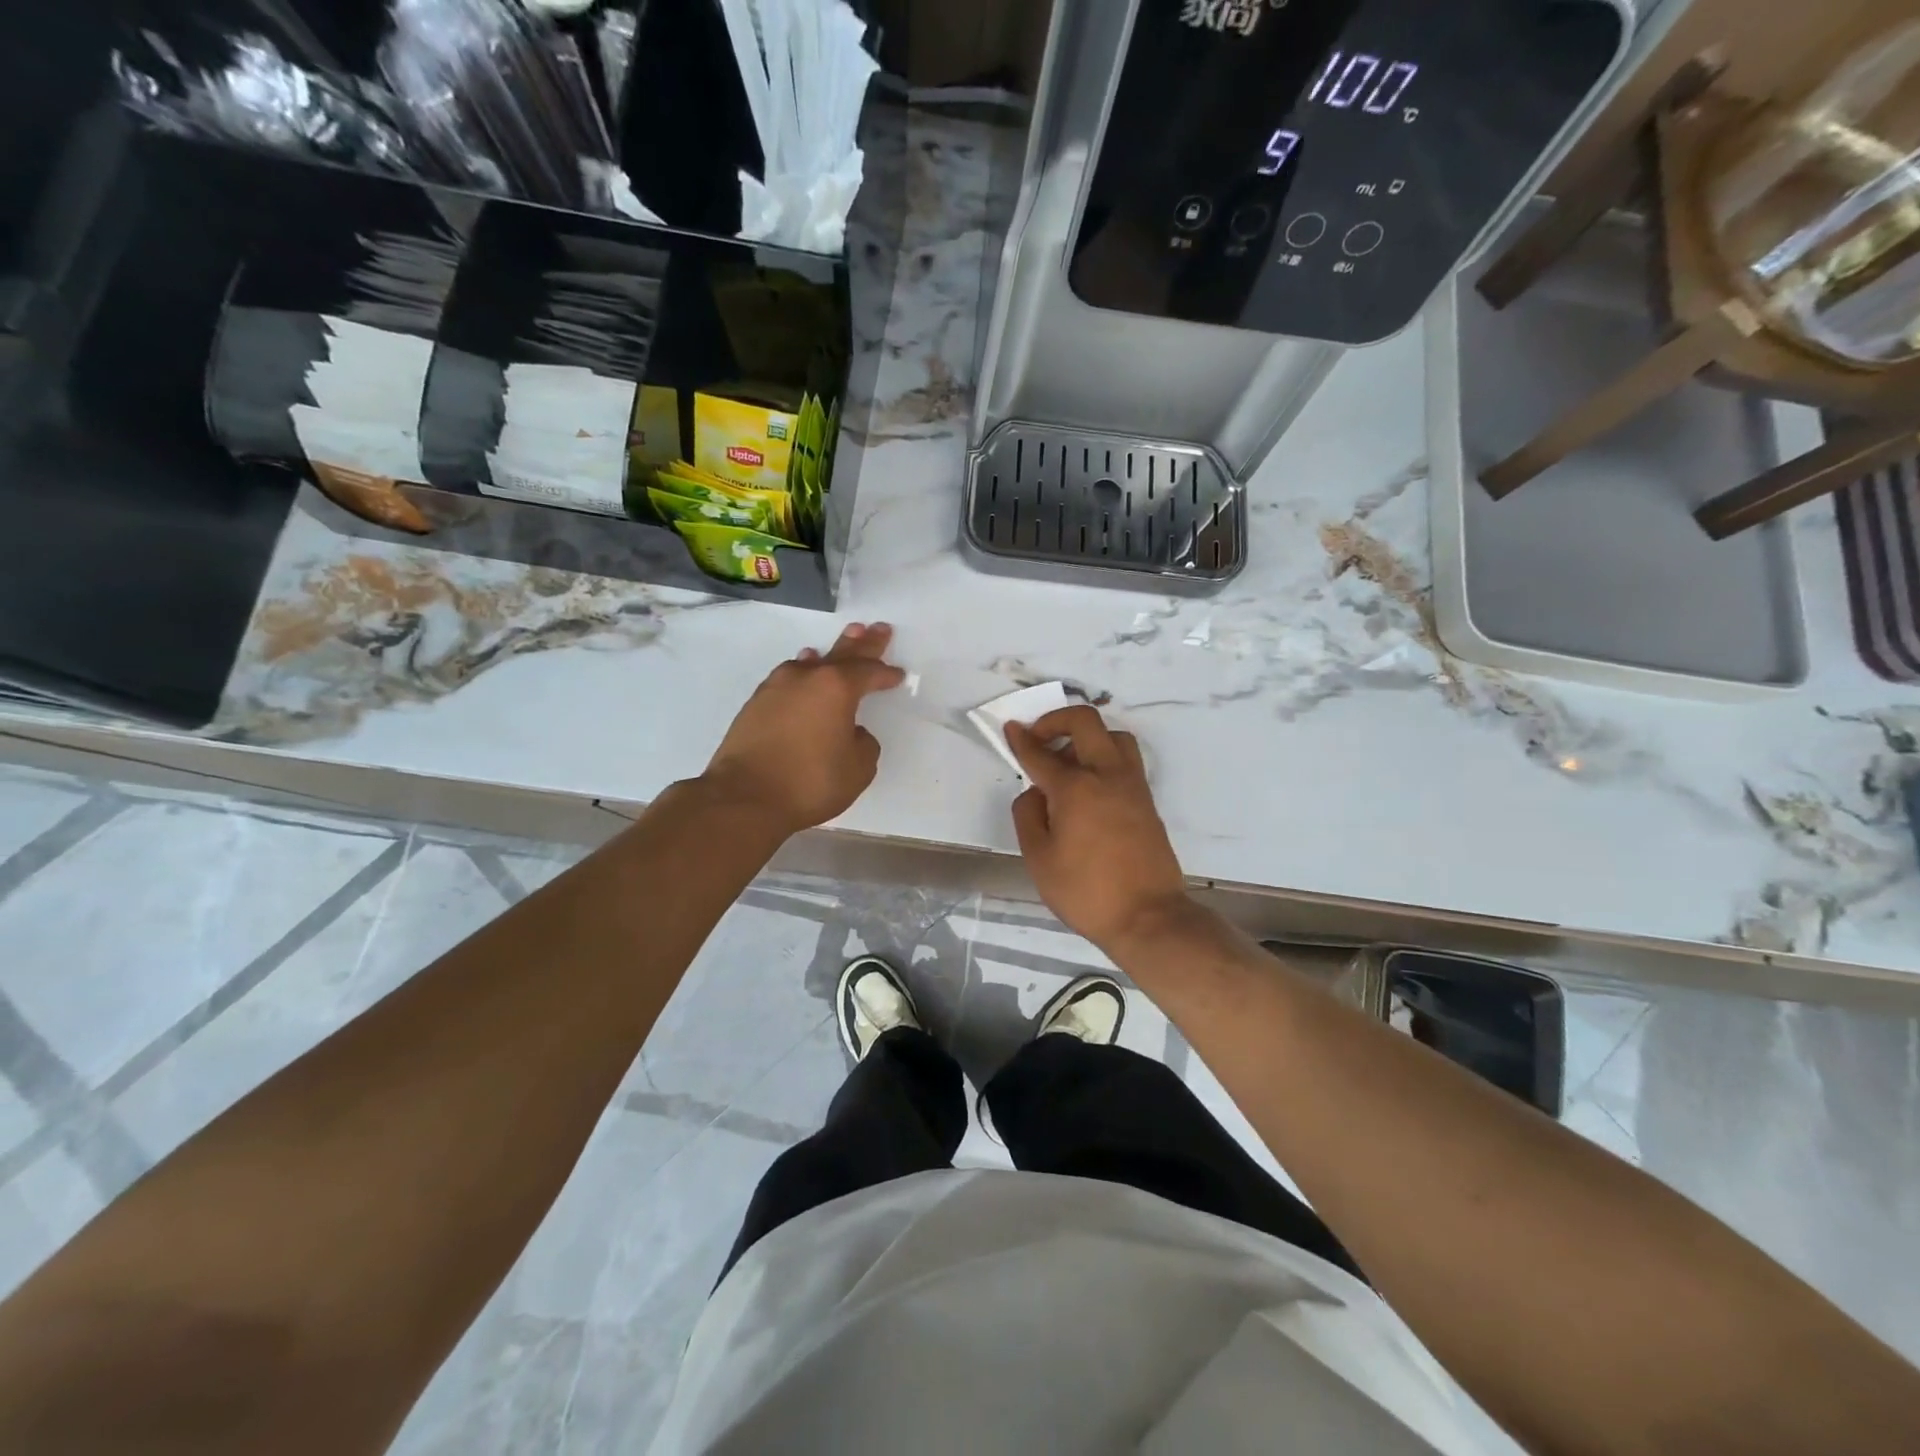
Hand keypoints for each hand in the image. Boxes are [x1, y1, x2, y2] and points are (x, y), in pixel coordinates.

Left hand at [703, 623, 906, 835]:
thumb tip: (852, 733)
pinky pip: (788, 677)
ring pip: (811, 663)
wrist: (745, 797)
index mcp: (837, 688)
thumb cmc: (811, 782)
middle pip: (841, 654)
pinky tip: (802, 669)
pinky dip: (803, 671)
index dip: (886, 675)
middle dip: (863, 643)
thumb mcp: (858, 769)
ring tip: (844, 639)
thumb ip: (863, 744)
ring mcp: (776, 688)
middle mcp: (807, 678)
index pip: (869, 673)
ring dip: (830, 653)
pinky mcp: (755, 704)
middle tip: (877, 628)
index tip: (897, 675)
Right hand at [1005, 706, 1189, 953]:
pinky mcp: (1146, 800)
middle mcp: (1106, 775)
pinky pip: (1124, 760)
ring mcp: (1132, 785)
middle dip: (1056, 720)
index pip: (1041, 753)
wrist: (1148, 917)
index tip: (1010, 728)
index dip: (1021, 739)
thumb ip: (1029, 816)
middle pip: (1085, 722)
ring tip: (1068, 764)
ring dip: (1087, 737)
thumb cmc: (1086, 892)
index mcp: (1075, 788)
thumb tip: (1035, 792)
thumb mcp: (1039, 859)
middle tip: (1039, 739)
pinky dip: (1104, 757)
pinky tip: (1088, 786)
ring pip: (1113, 736)